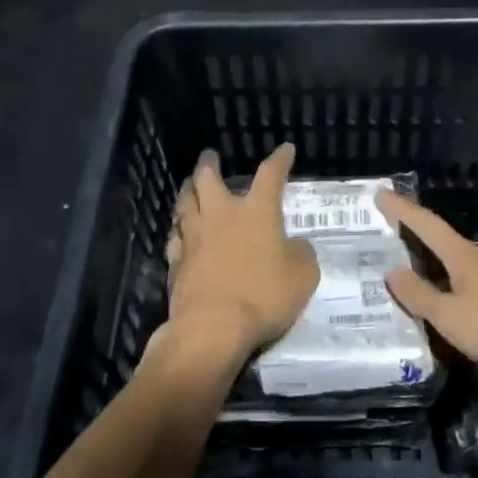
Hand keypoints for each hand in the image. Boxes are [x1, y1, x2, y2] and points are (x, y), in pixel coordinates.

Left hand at [165, 143, 318, 354]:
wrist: (213, 327)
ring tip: (189, 186)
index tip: (285, 150)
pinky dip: (178, 228)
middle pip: (207, 179)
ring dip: (188, 190)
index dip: (279, 160)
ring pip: (184, 203)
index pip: (269, 175)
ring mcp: (194, 238)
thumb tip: (294, 245)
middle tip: (209, 156)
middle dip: (209, 163)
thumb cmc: (264, 296)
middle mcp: (221, 216)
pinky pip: (175, 236)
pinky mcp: (176, 262)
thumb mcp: (303, 275)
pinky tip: (179, 231)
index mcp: (256, 213)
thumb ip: (301, 254)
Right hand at [377, 190, 477, 381]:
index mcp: (465, 259)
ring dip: (439, 279)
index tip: (382, 192)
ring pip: (463, 276)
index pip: (427, 225)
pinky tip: (453, 321)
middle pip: (445, 249)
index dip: (402, 209)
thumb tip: (393, 272)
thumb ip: (421, 297)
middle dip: (418, 246)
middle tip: (389, 249)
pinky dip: (459, 302)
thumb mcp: (452, 317)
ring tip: (414, 293)